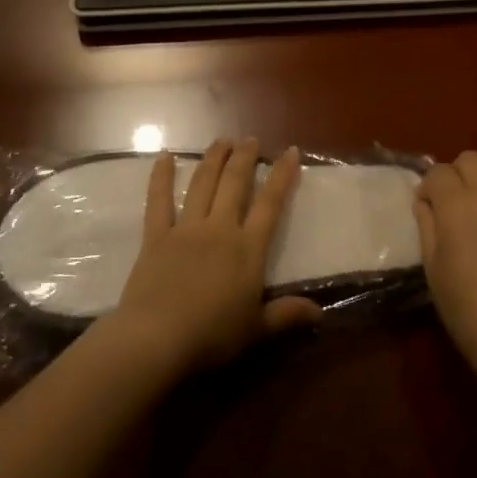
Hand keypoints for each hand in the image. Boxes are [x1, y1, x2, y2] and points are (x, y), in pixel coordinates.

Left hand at [105, 139, 322, 376]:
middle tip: (251, 139)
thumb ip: (287, 315)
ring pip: (202, 183)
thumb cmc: (212, 337)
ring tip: (222, 140)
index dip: (282, 176)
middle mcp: (220, 228)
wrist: (158, 338)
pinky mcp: (156, 237)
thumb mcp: (257, 330)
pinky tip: (164, 156)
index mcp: (248, 249)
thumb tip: (321, 313)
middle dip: (245, 158)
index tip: (290, 151)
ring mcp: (186, 229)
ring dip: (213, 158)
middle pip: (235, 183)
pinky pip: (158, 201)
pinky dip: (161, 177)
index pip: (271, 204)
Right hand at [414, 151, 476, 382]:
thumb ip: (427, 224)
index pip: (438, 172)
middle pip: (470, 159)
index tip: (426, 208)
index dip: (427, 187)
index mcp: (459, 204)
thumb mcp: (432, 264)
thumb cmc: (463, 305)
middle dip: (455, 174)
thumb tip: (426, 202)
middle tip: (451, 203)